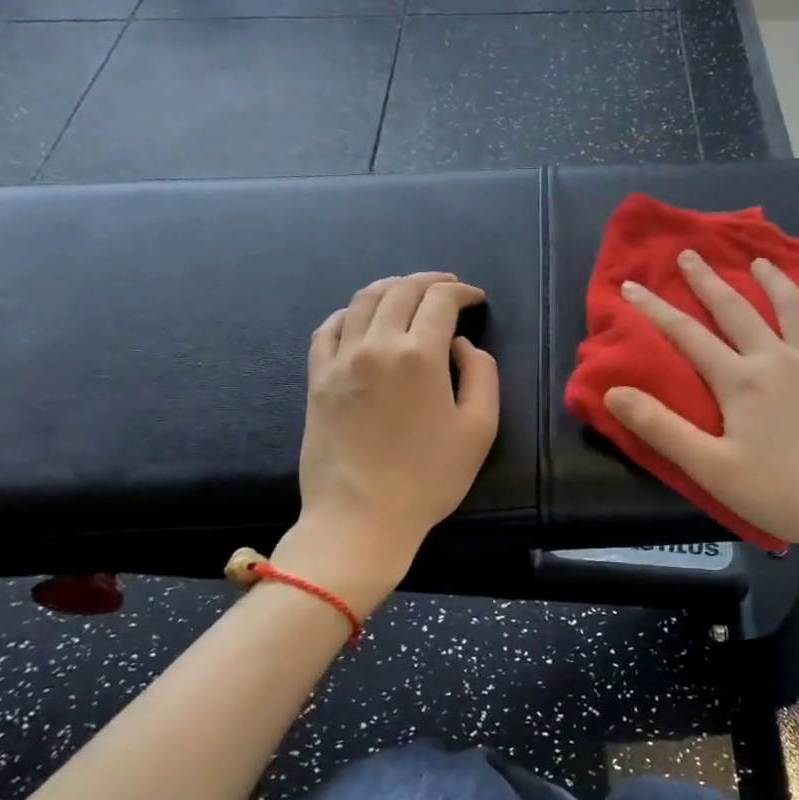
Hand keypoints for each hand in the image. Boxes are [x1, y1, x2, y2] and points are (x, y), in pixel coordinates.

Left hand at [284, 272, 498, 610]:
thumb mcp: (480, 428)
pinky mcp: (317, 378)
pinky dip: (351, 312)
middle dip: (430, 281)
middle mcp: (377, 345)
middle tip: (448, 286)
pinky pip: (329, 328)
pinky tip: (362, 317)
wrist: (360, 518)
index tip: (476, 298)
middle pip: (401, 291)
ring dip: (391, 287)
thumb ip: (481, 374)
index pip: (441, 300)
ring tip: (409, 291)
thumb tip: (461, 345)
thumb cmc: (429, 477)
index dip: (462, 292)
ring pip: (364, 300)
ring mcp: (341, 359)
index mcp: (420, 354)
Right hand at [604, 250, 798, 581]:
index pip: (687, 335)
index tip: (631, 285)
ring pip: (792, 308)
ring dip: (772, 281)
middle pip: (737, 310)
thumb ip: (661, 428)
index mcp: (740, 381)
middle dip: (708, 281)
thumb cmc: (785, 493)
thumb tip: (613, 392)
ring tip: (758, 260)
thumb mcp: (711, 469)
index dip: (655, 309)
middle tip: (690, 254)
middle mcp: (777, 357)